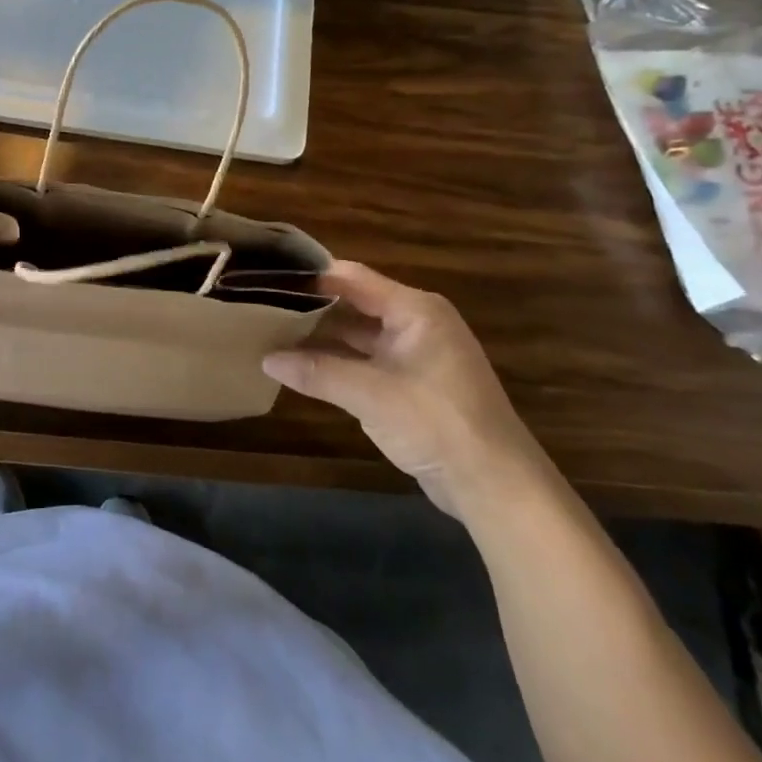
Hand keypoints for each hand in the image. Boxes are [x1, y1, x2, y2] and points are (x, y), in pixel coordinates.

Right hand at [263, 262, 548, 518]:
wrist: (496, 485)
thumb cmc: (437, 423)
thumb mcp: (371, 395)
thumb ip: (317, 372)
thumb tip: (266, 358)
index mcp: (415, 310)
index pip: (353, 278)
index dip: (312, 276)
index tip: (270, 276)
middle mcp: (416, 323)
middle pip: (355, 303)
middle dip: (313, 307)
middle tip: (265, 305)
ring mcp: (416, 354)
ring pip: (360, 334)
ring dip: (323, 337)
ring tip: (275, 333)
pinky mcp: (414, 383)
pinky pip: (368, 361)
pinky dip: (339, 362)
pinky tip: (304, 367)